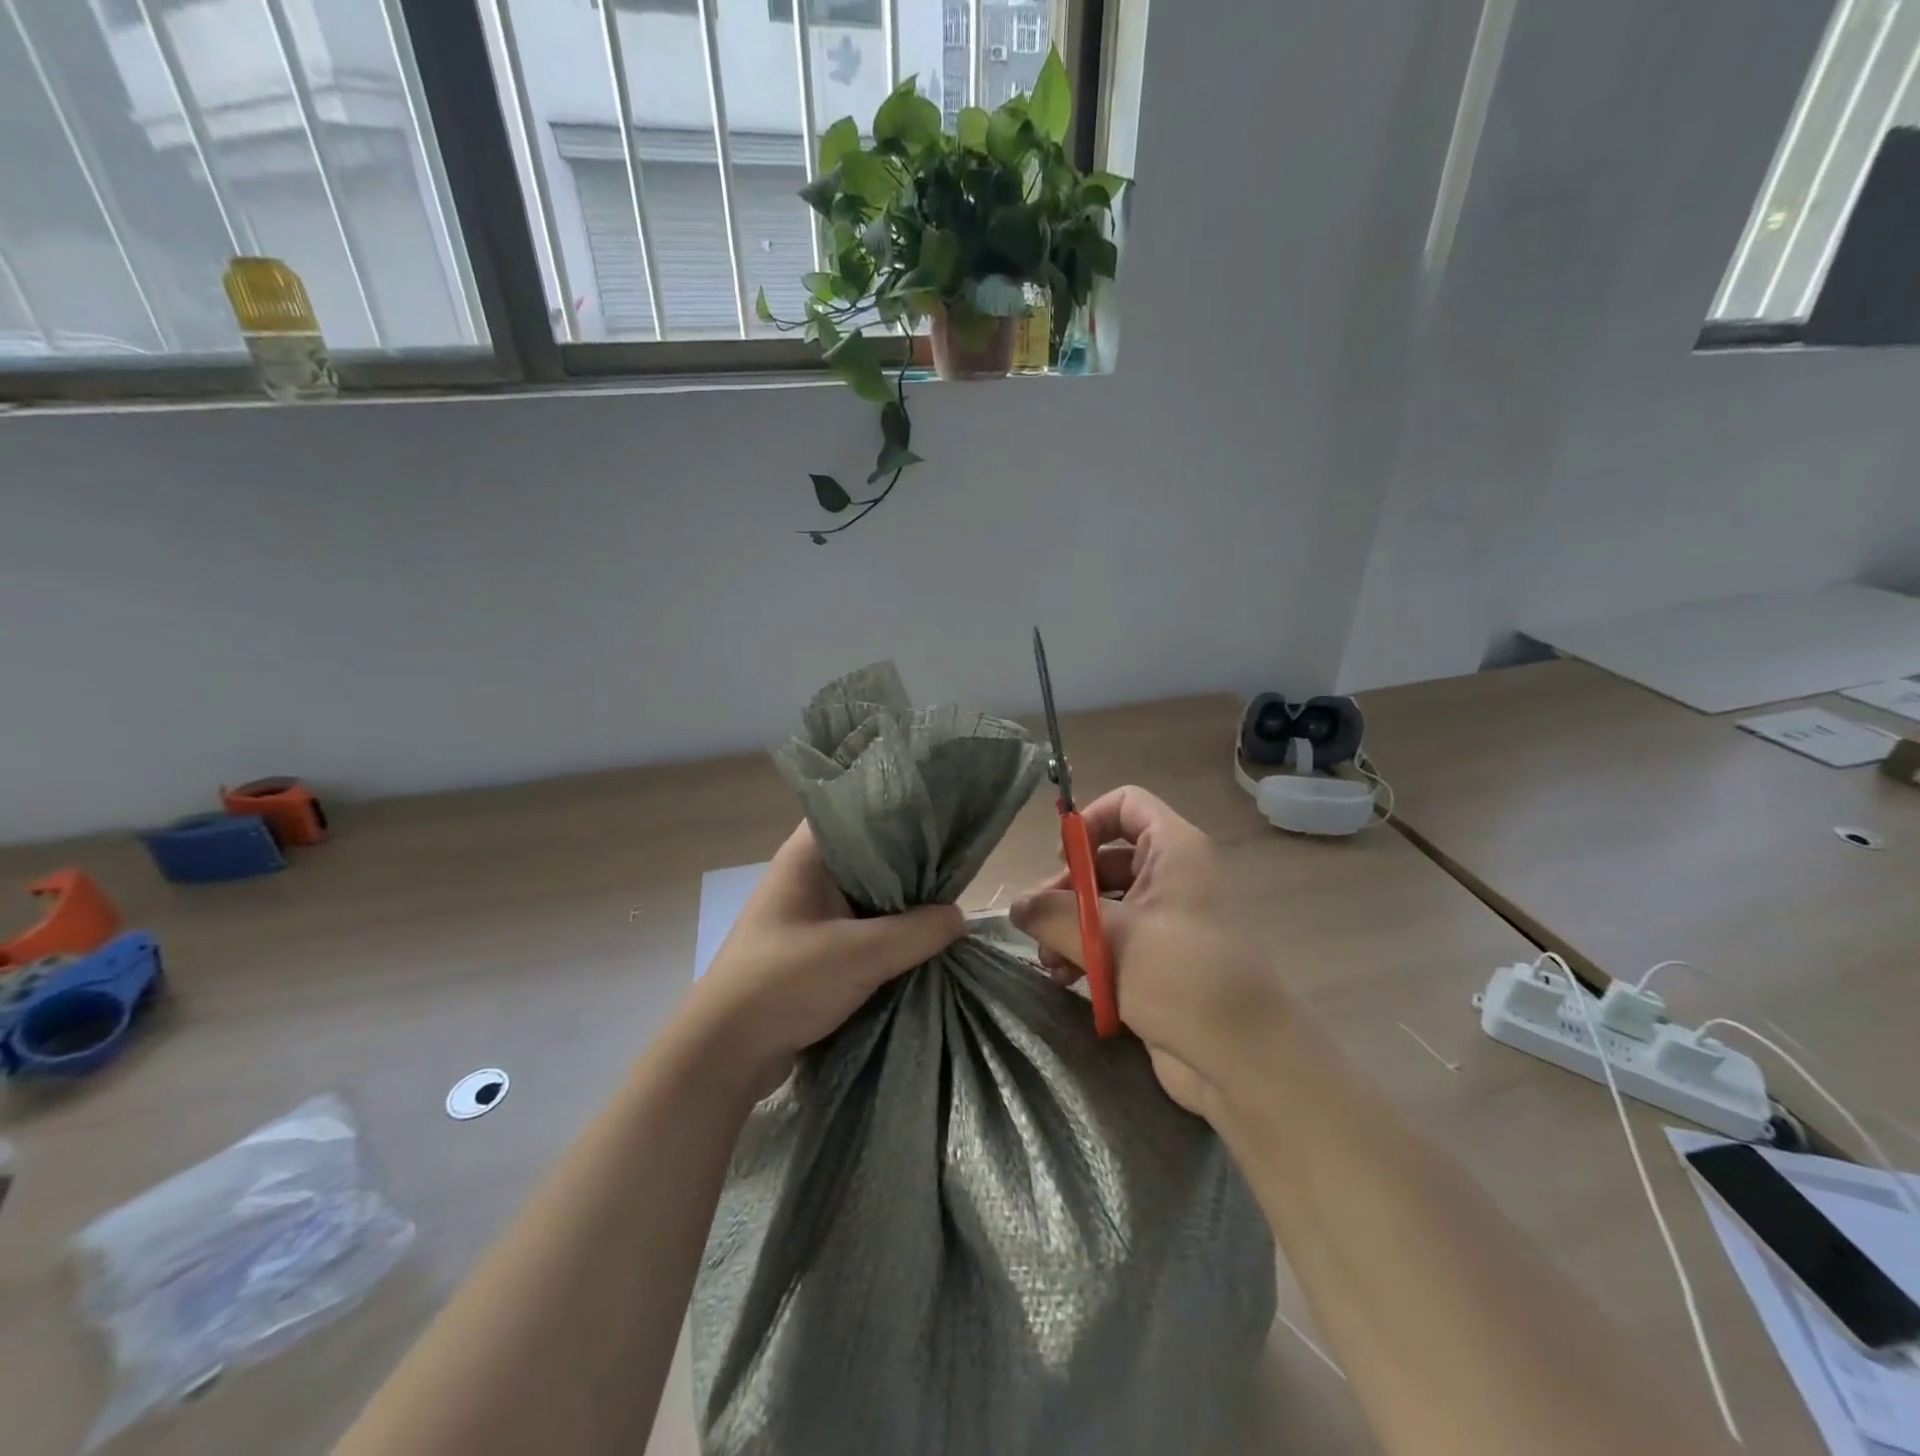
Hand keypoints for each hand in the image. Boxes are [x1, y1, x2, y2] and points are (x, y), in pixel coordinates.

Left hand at [683, 821, 965, 1099]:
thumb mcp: (860, 955)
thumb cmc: (784, 983)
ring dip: (901, 903)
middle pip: (870, 854)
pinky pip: (861, 927)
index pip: (858, 811)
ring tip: (949, 900)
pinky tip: (921, 940)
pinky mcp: (813, 946)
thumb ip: (916, 932)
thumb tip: (960, 918)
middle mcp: (808, 875)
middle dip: (911, 863)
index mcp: (807, 855)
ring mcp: (809, 912)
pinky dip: (887, 932)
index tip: (943, 819)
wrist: (725, 1053)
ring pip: (868, 894)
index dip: (900, 811)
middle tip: (957, 865)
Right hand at [1010, 786, 1288, 1118]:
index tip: (1062, 860)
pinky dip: (1085, 952)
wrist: (1243, 1059)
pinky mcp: (1157, 960)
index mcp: (1174, 850)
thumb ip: (1055, 914)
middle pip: (1105, 858)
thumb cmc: (1182, 977)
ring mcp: (1165, 920)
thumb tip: (1016, 906)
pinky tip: (1064, 978)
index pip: (1127, 804)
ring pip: (1103, 903)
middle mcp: (1171, 876)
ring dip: (1069, 926)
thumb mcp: (1111, 938)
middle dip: (1067, 889)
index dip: (1089, 822)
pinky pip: (1111, 940)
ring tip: (1048, 962)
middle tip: (1037, 922)